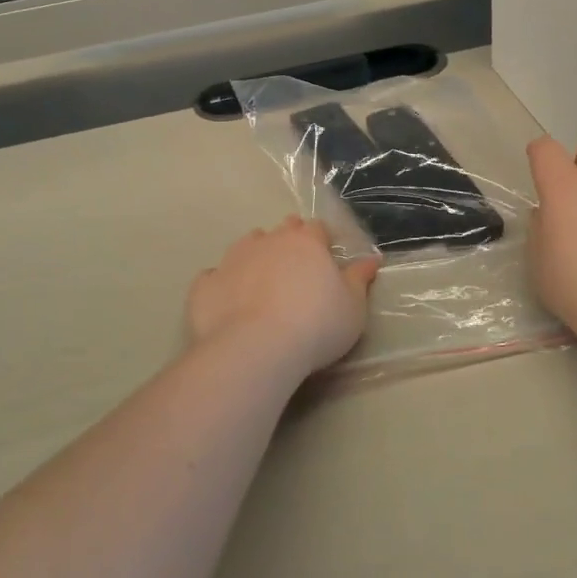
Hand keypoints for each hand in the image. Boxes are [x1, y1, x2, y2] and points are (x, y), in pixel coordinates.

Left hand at [188, 218, 379, 374]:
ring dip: (255, 256)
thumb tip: (372, 259)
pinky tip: (227, 300)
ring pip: (245, 245)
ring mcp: (232, 259)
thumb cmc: (316, 325)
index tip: (326, 258)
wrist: (255, 348)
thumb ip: (360, 280)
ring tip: (261, 280)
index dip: (322, 240)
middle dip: (289, 241)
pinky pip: (213, 276)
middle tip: (296, 267)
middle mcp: (268, 241)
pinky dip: (221, 283)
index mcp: (306, 242)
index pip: (316, 229)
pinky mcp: (205, 284)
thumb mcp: (353, 308)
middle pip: (281, 230)